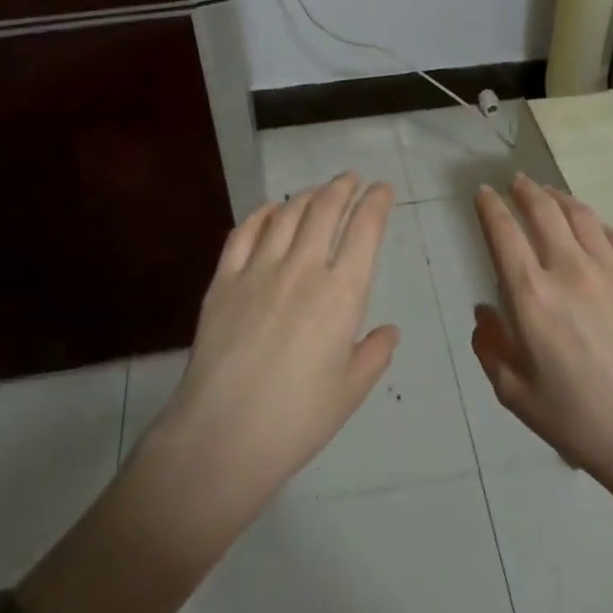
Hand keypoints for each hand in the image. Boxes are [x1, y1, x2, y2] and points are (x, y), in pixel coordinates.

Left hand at [156, 173, 398, 513]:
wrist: (223, 434)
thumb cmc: (297, 418)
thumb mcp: (350, 391)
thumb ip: (374, 354)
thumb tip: (389, 331)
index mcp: (342, 293)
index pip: (365, 230)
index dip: (376, 202)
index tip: (382, 189)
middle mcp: (304, 268)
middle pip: (325, 209)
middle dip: (342, 187)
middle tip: (350, 179)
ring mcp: (259, 269)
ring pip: (287, 214)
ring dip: (306, 195)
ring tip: (316, 191)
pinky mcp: (224, 280)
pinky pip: (244, 232)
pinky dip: (261, 214)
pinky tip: (269, 210)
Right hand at [471, 176, 612, 496]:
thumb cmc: (579, 420)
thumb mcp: (515, 394)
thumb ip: (490, 347)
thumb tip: (484, 311)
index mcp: (532, 296)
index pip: (504, 233)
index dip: (490, 207)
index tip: (483, 192)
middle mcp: (570, 270)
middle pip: (543, 211)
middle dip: (524, 190)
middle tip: (516, 182)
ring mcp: (612, 270)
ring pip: (581, 215)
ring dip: (559, 197)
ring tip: (548, 193)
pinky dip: (595, 223)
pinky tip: (591, 226)